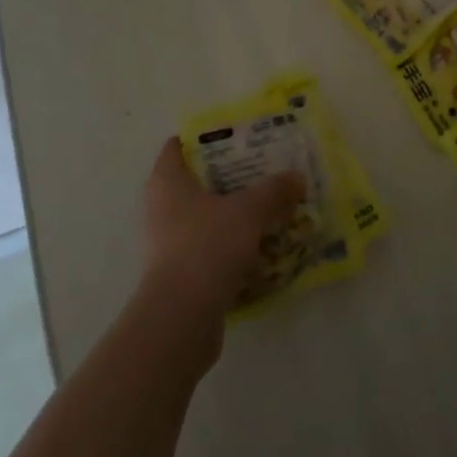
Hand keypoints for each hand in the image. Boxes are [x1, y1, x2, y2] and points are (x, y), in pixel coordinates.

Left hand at [139, 137, 306, 328]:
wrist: (182, 317)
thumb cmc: (208, 245)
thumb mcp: (249, 211)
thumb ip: (274, 191)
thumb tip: (296, 178)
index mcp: (167, 182)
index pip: (178, 148)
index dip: (205, 139)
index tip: (237, 138)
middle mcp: (159, 208)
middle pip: (194, 183)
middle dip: (226, 177)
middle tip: (260, 172)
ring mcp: (165, 244)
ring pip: (202, 218)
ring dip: (229, 214)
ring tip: (265, 210)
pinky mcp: (176, 275)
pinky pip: (206, 249)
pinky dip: (228, 246)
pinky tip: (257, 248)